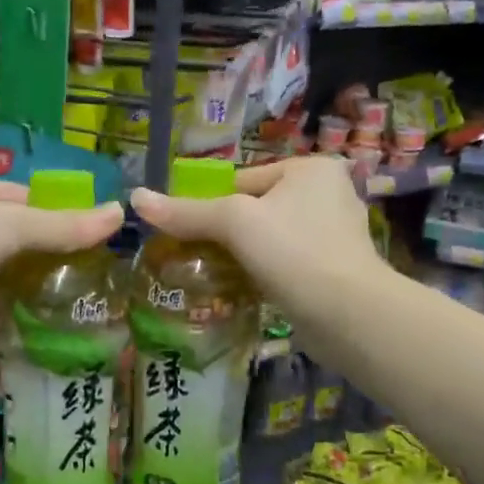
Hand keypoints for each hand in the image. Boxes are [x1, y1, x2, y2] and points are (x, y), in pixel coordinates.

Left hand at [0, 178, 123, 355]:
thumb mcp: (9, 223)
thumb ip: (62, 225)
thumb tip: (119, 214)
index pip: (16, 197)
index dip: (54, 208)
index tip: (94, 225)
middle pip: (16, 242)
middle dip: (52, 254)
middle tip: (102, 265)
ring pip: (11, 282)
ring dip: (42, 291)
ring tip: (93, 297)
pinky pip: (3, 318)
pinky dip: (27, 323)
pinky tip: (65, 328)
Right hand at [129, 157, 379, 327]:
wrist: (348, 314)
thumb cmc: (293, 252)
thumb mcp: (234, 223)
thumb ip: (187, 212)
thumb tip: (135, 199)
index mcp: (311, 169)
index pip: (243, 179)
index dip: (210, 204)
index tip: (185, 232)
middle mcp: (328, 194)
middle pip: (255, 209)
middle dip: (226, 234)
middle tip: (194, 257)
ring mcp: (333, 234)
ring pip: (268, 239)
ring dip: (242, 257)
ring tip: (213, 276)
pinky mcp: (332, 270)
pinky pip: (284, 264)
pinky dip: (262, 274)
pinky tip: (242, 291)